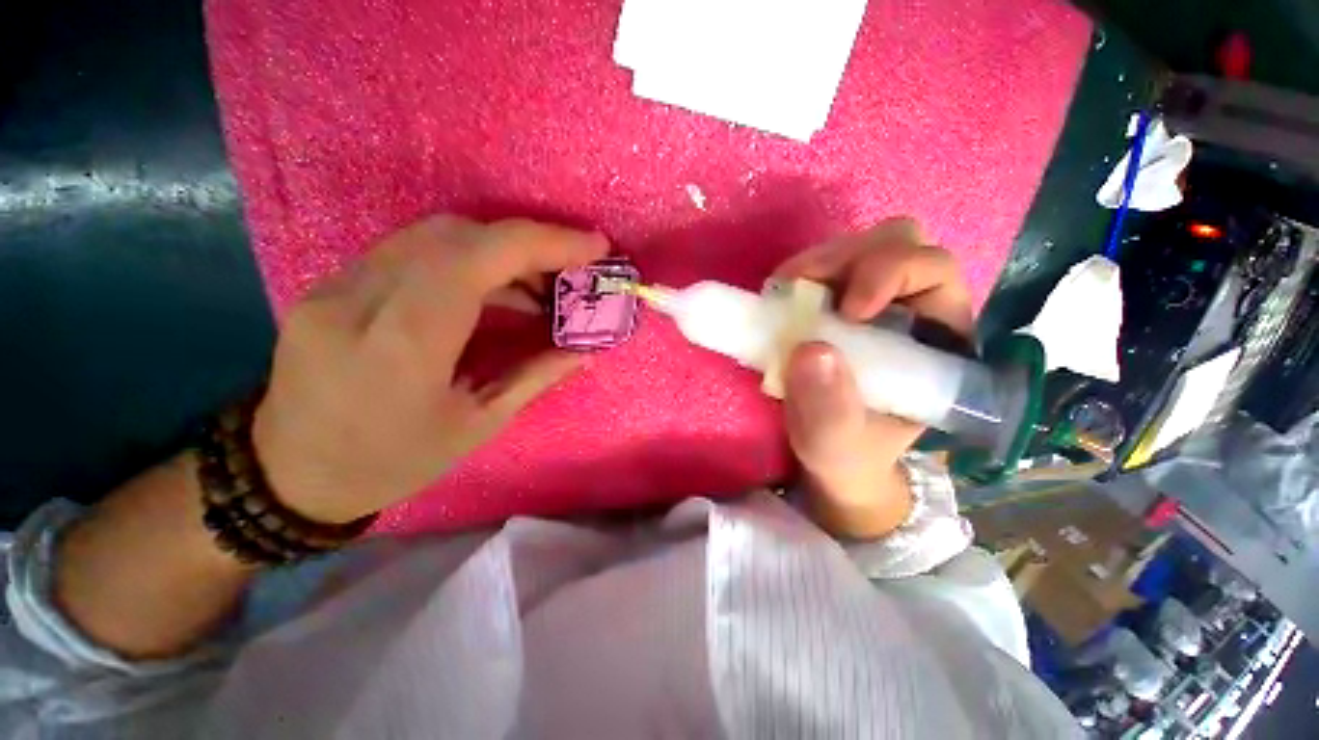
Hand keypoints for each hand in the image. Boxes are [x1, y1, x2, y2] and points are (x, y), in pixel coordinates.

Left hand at [253, 216, 608, 522]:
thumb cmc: (392, 462)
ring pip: (434, 234)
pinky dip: (467, 259)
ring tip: (537, 285)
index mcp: (404, 343)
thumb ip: (536, 377)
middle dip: (528, 242)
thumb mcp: (478, 426)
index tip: (594, 246)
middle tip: (570, 269)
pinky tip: (493, 290)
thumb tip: (586, 350)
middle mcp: (361, 298)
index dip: (545, 242)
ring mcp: (337, 284)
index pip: (478, 258)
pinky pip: (412, 251)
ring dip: (499, 250)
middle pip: (458, 234)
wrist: (289, 474)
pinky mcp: (333, 283)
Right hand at [772, 218, 973, 537]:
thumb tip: (810, 350)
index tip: (845, 310)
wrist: (832, 451)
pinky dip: (801, 275)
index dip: (891, 273)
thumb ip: (830, 409)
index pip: (935, 272)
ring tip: (784, 293)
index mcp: (939, 338)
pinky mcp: (838, 300)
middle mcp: (914, 306)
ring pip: (859, 246)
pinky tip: (781, 298)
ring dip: (819, 263)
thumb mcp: (838, 442)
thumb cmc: (849, 450)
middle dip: (849, 257)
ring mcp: (873, 298)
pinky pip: (825, 266)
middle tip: (801, 288)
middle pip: (899, 242)